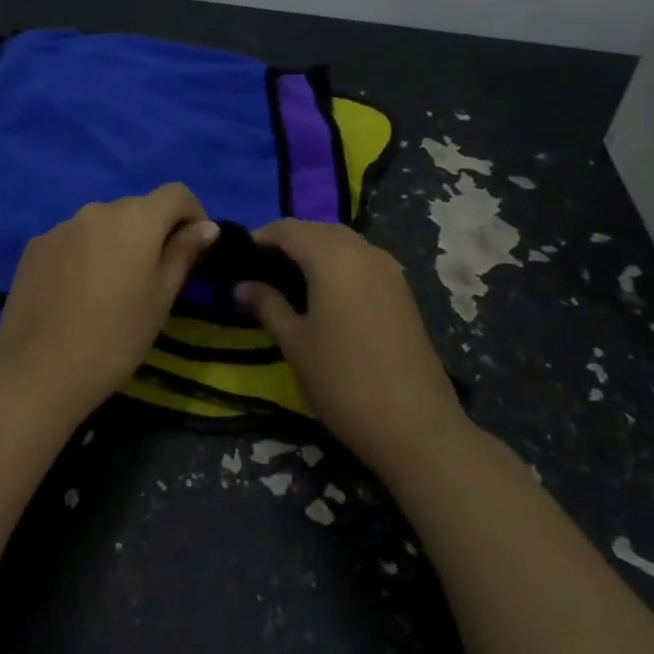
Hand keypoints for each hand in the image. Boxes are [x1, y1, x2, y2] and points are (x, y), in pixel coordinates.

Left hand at [0, 184, 219, 426]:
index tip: (195, 249)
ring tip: (113, 289)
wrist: (38, 371)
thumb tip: (205, 227)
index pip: (176, 193)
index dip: (193, 214)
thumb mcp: (161, 299)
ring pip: (102, 224)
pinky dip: (85, 254)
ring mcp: (61, 226)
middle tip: (156, 277)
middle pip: (138, 207)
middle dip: (154, 231)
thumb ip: (183, 254)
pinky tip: (78, 293)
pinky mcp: (35, 246)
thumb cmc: (115, 338)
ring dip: (117, 243)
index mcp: (135, 219)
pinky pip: (73, 239)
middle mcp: (97, 210)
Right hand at [237, 220, 465, 474]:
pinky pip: (362, 260)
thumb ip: (267, 305)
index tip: (239, 257)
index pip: (288, 229)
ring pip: (344, 243)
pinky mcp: (402, 291)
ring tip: (290, 280)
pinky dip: (339, 264)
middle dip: (289, 241)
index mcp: (332, 257)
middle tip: (262, 269)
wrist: (415, 425)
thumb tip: (241, 286)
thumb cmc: (342, 380)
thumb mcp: (294, 342)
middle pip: (318, 230)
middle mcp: (363, 251)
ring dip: (316, 250)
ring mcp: (389, 270)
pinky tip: (326, 294)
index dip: (261, 236)